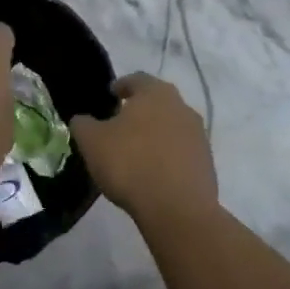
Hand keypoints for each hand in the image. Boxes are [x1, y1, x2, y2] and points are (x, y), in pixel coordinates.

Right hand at [70, 74, 217, 226]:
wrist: (177, 209)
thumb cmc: (130, 164)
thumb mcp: (91, 142)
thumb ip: (83, 124)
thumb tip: (82, 120)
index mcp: (155, 93)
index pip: (137, 79)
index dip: (121, 85)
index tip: (110, 95)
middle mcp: (182, 107)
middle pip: (157, 102)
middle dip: (139, 110)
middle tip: (120, 123)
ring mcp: (198, 136)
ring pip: (171, 126)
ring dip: (155, 134)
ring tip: (136, 151)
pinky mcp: (206, 163)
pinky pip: (181, 151)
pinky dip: (167, 156)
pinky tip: (153, 172)